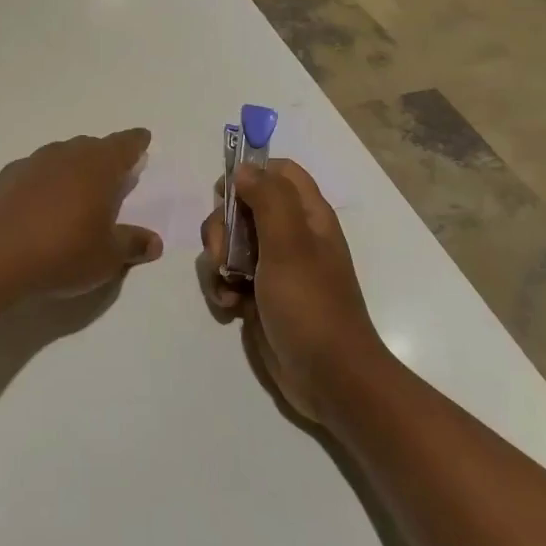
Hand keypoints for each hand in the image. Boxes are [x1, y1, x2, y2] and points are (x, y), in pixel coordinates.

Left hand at [0, 129, 162, 297]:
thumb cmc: (62, 253)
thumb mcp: (106, 257)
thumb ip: (131, 244)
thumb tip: (154, 242)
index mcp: (98, 167)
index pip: (124, 145)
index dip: (136, 142)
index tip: (142, 138)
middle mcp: (66, 155)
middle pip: (91, 147)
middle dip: (104, 156)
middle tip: (112, 173)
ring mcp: (32, 163)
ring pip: (60, 156)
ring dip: (72, 168)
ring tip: (76, 190)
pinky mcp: (5, 178)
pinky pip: (34, 172)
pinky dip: (44, 182)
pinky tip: (41, 204)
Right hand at [199, 159, 385, 424]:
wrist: (328, 377)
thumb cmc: (311, 305)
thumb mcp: (289, 245)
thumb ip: (268, 199)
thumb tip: (243, 169)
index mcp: (307, 216)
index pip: (278, 171)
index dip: (250, 174)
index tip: (225, 194)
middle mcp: (290, 235)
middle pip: (242, 206)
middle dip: (222, 227)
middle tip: (223, 253)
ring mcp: (274, 266)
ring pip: (229, 242)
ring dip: (217, 261)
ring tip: (228, 287)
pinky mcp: (259, 295)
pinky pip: (228, 276)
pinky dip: (222, 286)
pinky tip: (229, 306)